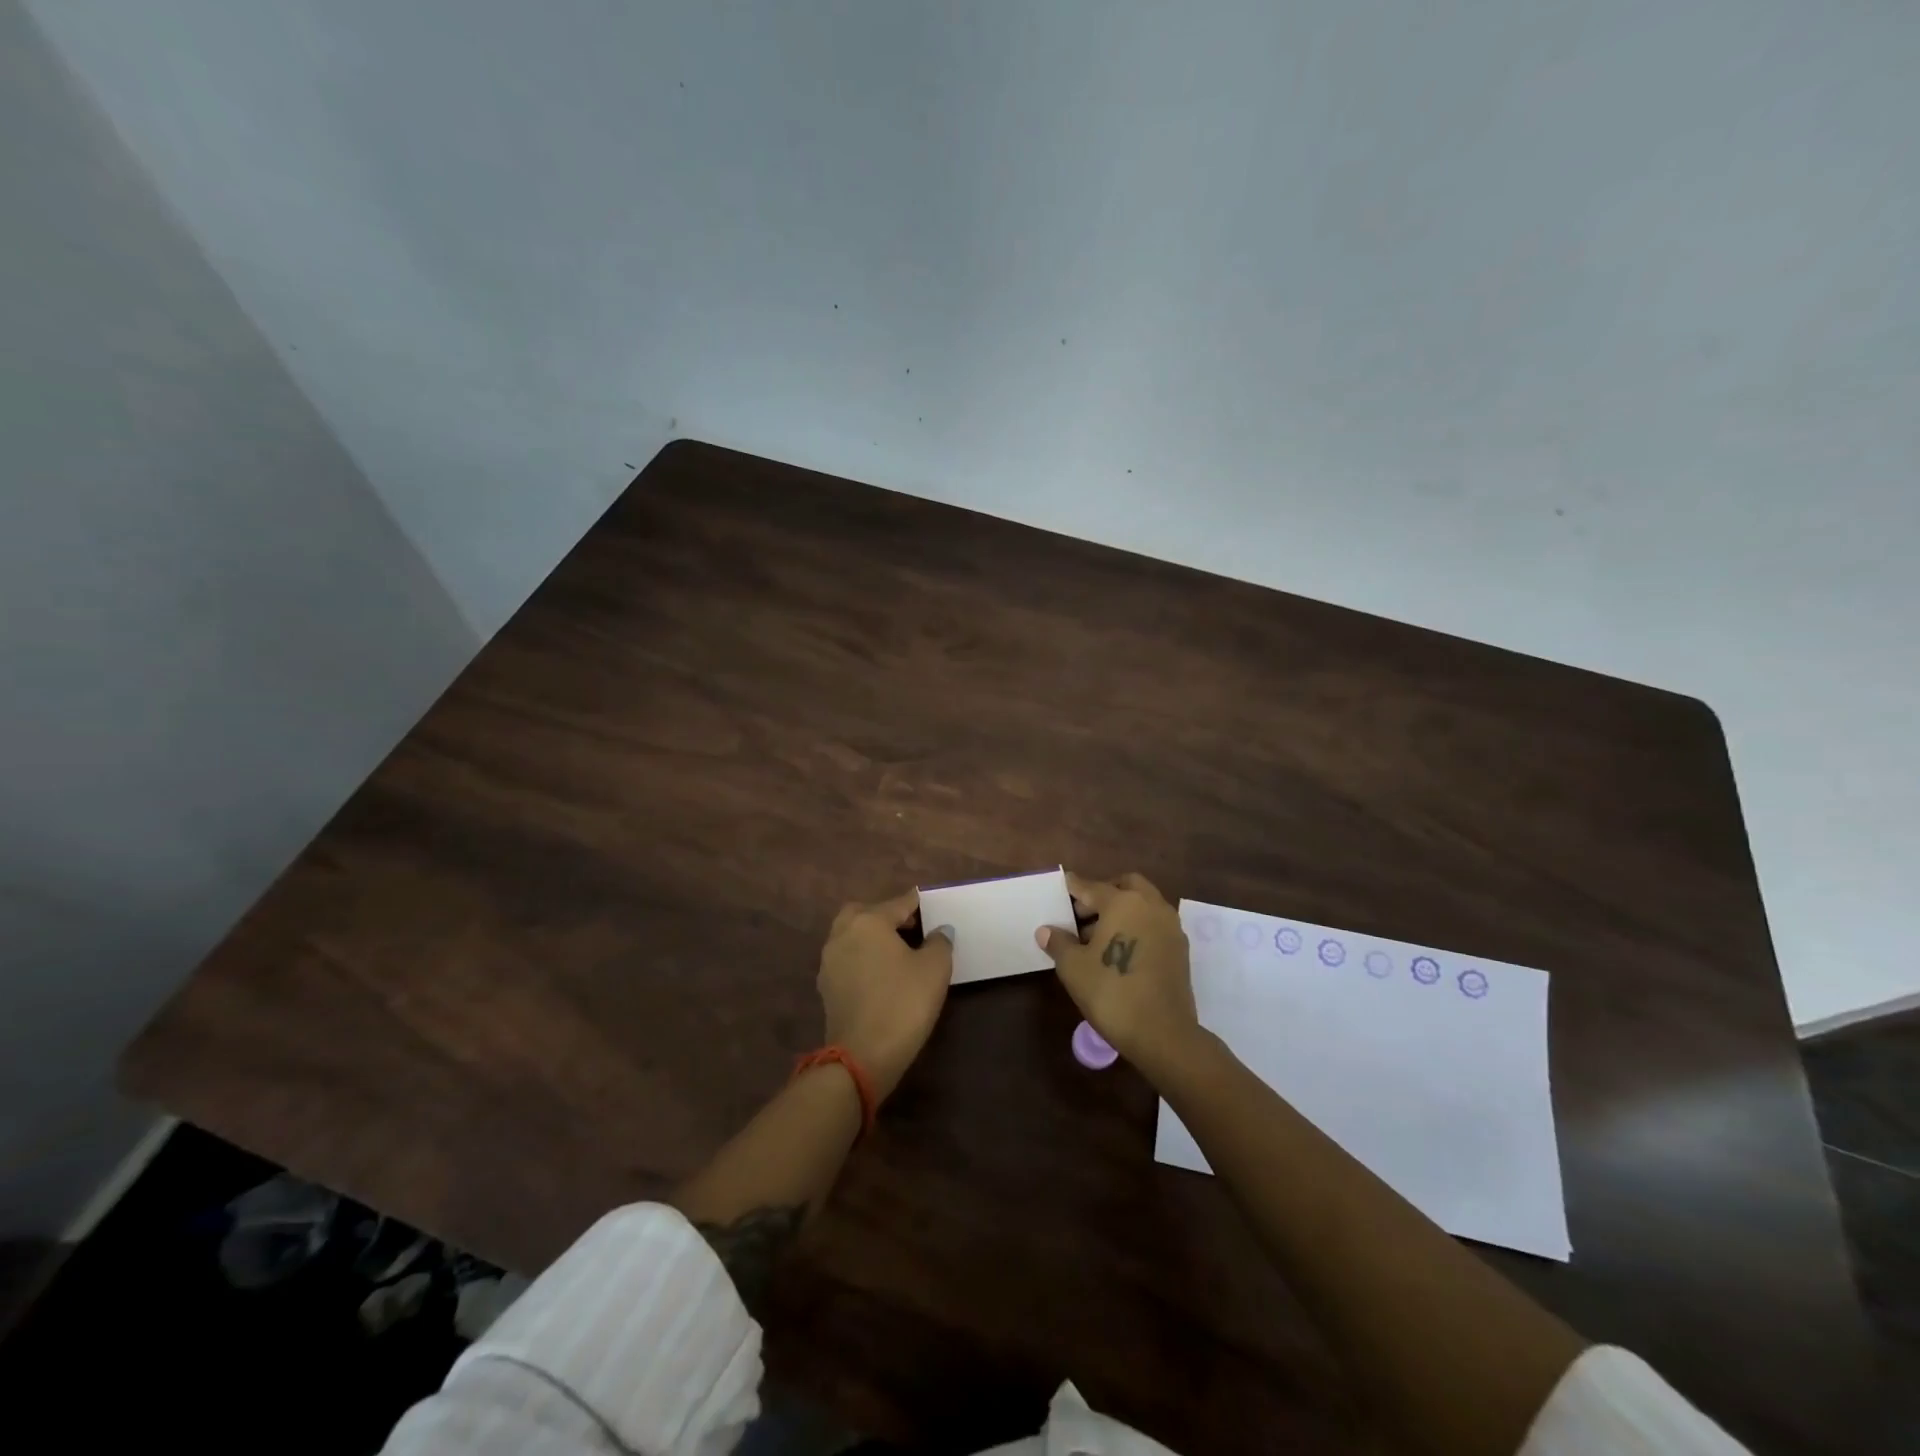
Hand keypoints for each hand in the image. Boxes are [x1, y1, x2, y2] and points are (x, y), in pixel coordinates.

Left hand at [818, 889, 954, 1101]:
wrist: (862, 1056)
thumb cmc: (903, 1003)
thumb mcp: (934, 969)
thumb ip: (939, 942)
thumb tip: (939, 930)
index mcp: (869, 922)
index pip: (898, 903)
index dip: (917, 903)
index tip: (929, 904)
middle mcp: (843, 934)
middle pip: (865, 913)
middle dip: (885, 915)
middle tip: (910, 927)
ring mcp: (830, 961)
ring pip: (851, 935)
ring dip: (871, 937)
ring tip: (898, 951)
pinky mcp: (826, 987)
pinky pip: (847, 959)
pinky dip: (862, 958)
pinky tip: (881, 974)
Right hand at [1037, 871, 1201, 1076]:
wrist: (1163, 1033)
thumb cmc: (1111, 992)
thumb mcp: (1073, 968)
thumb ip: (1059, 943)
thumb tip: (1046, 930)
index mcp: (1123, 902)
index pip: (1091, 887)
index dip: (1073, 887)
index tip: (1062, 885)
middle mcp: (1150, 906)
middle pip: (1125, 885)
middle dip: (1104, 892)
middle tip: (1083, 913)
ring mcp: (1170, 926)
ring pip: (1143, 904)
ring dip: (1123, 910)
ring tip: (1098, 936)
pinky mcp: (1180, 949)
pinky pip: (1154, 924)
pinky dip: (1138, 926)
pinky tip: (1120, 950)